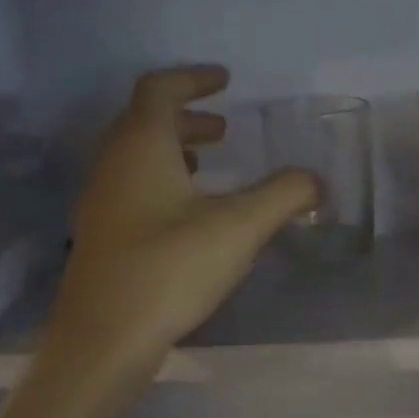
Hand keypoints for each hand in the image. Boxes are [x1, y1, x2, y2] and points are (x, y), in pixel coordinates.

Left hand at [46, 68, 316, 371]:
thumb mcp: (240, 228)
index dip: (193, 79)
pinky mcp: (102, 235)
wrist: (105, 338)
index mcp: (141, 146)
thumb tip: (316, 181)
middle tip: (225, 130)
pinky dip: (162, 181)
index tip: (224, 81)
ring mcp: (101, 202)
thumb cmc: (170, 269)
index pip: (160, 89)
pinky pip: (132, 187)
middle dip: (187, 117)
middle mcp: (113, 164)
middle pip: (144, 121)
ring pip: (136, 156)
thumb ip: (284, 196)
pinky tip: (188, 213)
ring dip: (173, 150)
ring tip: (209, 165)